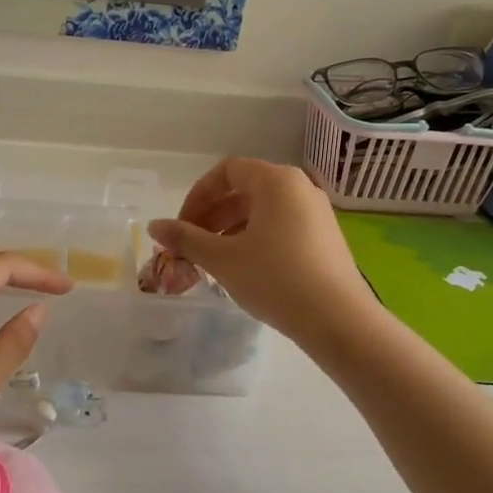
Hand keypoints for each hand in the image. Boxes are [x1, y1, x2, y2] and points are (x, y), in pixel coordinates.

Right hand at [148, 157, 374, 343]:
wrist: (338, 320)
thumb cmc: (275, 279)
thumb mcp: (223, 259)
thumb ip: (186, 238)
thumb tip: (154, 225)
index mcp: (276, 181)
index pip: (227, 171)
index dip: (197, 196)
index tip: (181, 226)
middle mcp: (300, 187)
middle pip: (245, 189)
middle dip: (212, 215)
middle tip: (192, 245)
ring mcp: (317, 212)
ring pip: (263, 210)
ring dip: (231, 228)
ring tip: (214, 260)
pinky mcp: (326, 237)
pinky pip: (282, 226)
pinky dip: (256, 238)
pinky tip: (246, 269)